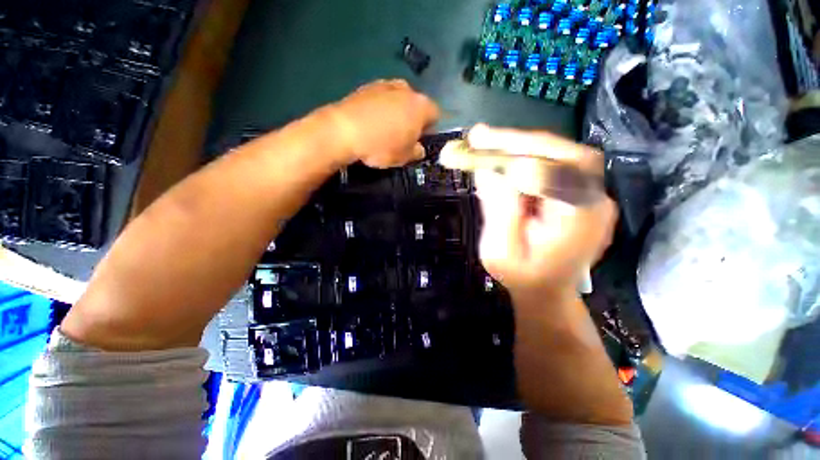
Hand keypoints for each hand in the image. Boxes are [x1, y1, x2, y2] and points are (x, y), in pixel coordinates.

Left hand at [325, 79, 439, 167]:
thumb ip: (415, 151)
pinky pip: (377, 97)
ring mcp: (384, 85)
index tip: (417, 140)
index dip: (428, 128)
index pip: (435, 114)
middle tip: (399, 132)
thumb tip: (418, 148)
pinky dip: (375, 105)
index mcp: (422, 105)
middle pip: (415, 102)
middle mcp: (407, 90)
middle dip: (410, 114)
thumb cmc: (380, 145)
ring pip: (396, 96)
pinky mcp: (364, 87)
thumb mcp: (402, 157)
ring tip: (381, 125)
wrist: (342, 130)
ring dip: (393, 107)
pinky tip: (366, 119)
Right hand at [470, 125, 616, 301]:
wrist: (552, 291)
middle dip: (521, 143)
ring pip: (563, 153)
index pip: (555, 168)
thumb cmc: (526, 278)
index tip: (481, 139)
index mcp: (580, 220)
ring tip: (493, 148)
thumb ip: (498, 211)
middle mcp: (597, 201)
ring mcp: (597, 194)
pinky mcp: (589, 190)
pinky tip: (513, 160)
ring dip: (527, 148)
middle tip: (483, 138)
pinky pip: (564, 162)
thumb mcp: (501, 254)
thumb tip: (488, 167)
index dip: (519, 149)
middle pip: (564, 153)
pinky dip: (537, 156)